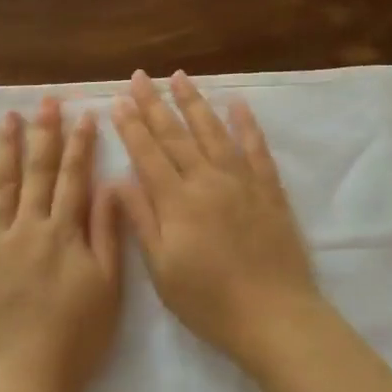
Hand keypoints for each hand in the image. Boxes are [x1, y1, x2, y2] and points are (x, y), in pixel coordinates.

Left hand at [0, 97, 122, 391]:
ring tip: (7, 117)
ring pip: (1, 185)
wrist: (23, 382)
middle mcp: (29, 227)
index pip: (75, 178)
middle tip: (46, 101)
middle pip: (38, 172)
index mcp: (65, 232)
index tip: (84, 114)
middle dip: (44, 133)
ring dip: (5, 149)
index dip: (81, 145)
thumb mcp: (108, 286)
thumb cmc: (75, 339)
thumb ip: (106, 233)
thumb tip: (110, 184)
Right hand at [111, 70, 321, 369]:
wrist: (274, 315)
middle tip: (140, 76)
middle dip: (155, 103)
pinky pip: (256, 148)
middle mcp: (207, 180)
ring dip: (194, 102)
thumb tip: (118, 180)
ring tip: (180, 76)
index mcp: (177, 201)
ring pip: (213, 132)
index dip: (132, 125)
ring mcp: (241, 181)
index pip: (148, 153)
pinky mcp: (268, 189)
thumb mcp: (163, 270)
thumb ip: (142, 221)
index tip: (119, 100)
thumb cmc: (209, 301)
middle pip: (176, 135)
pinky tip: (237, 104)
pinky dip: (246, 124)